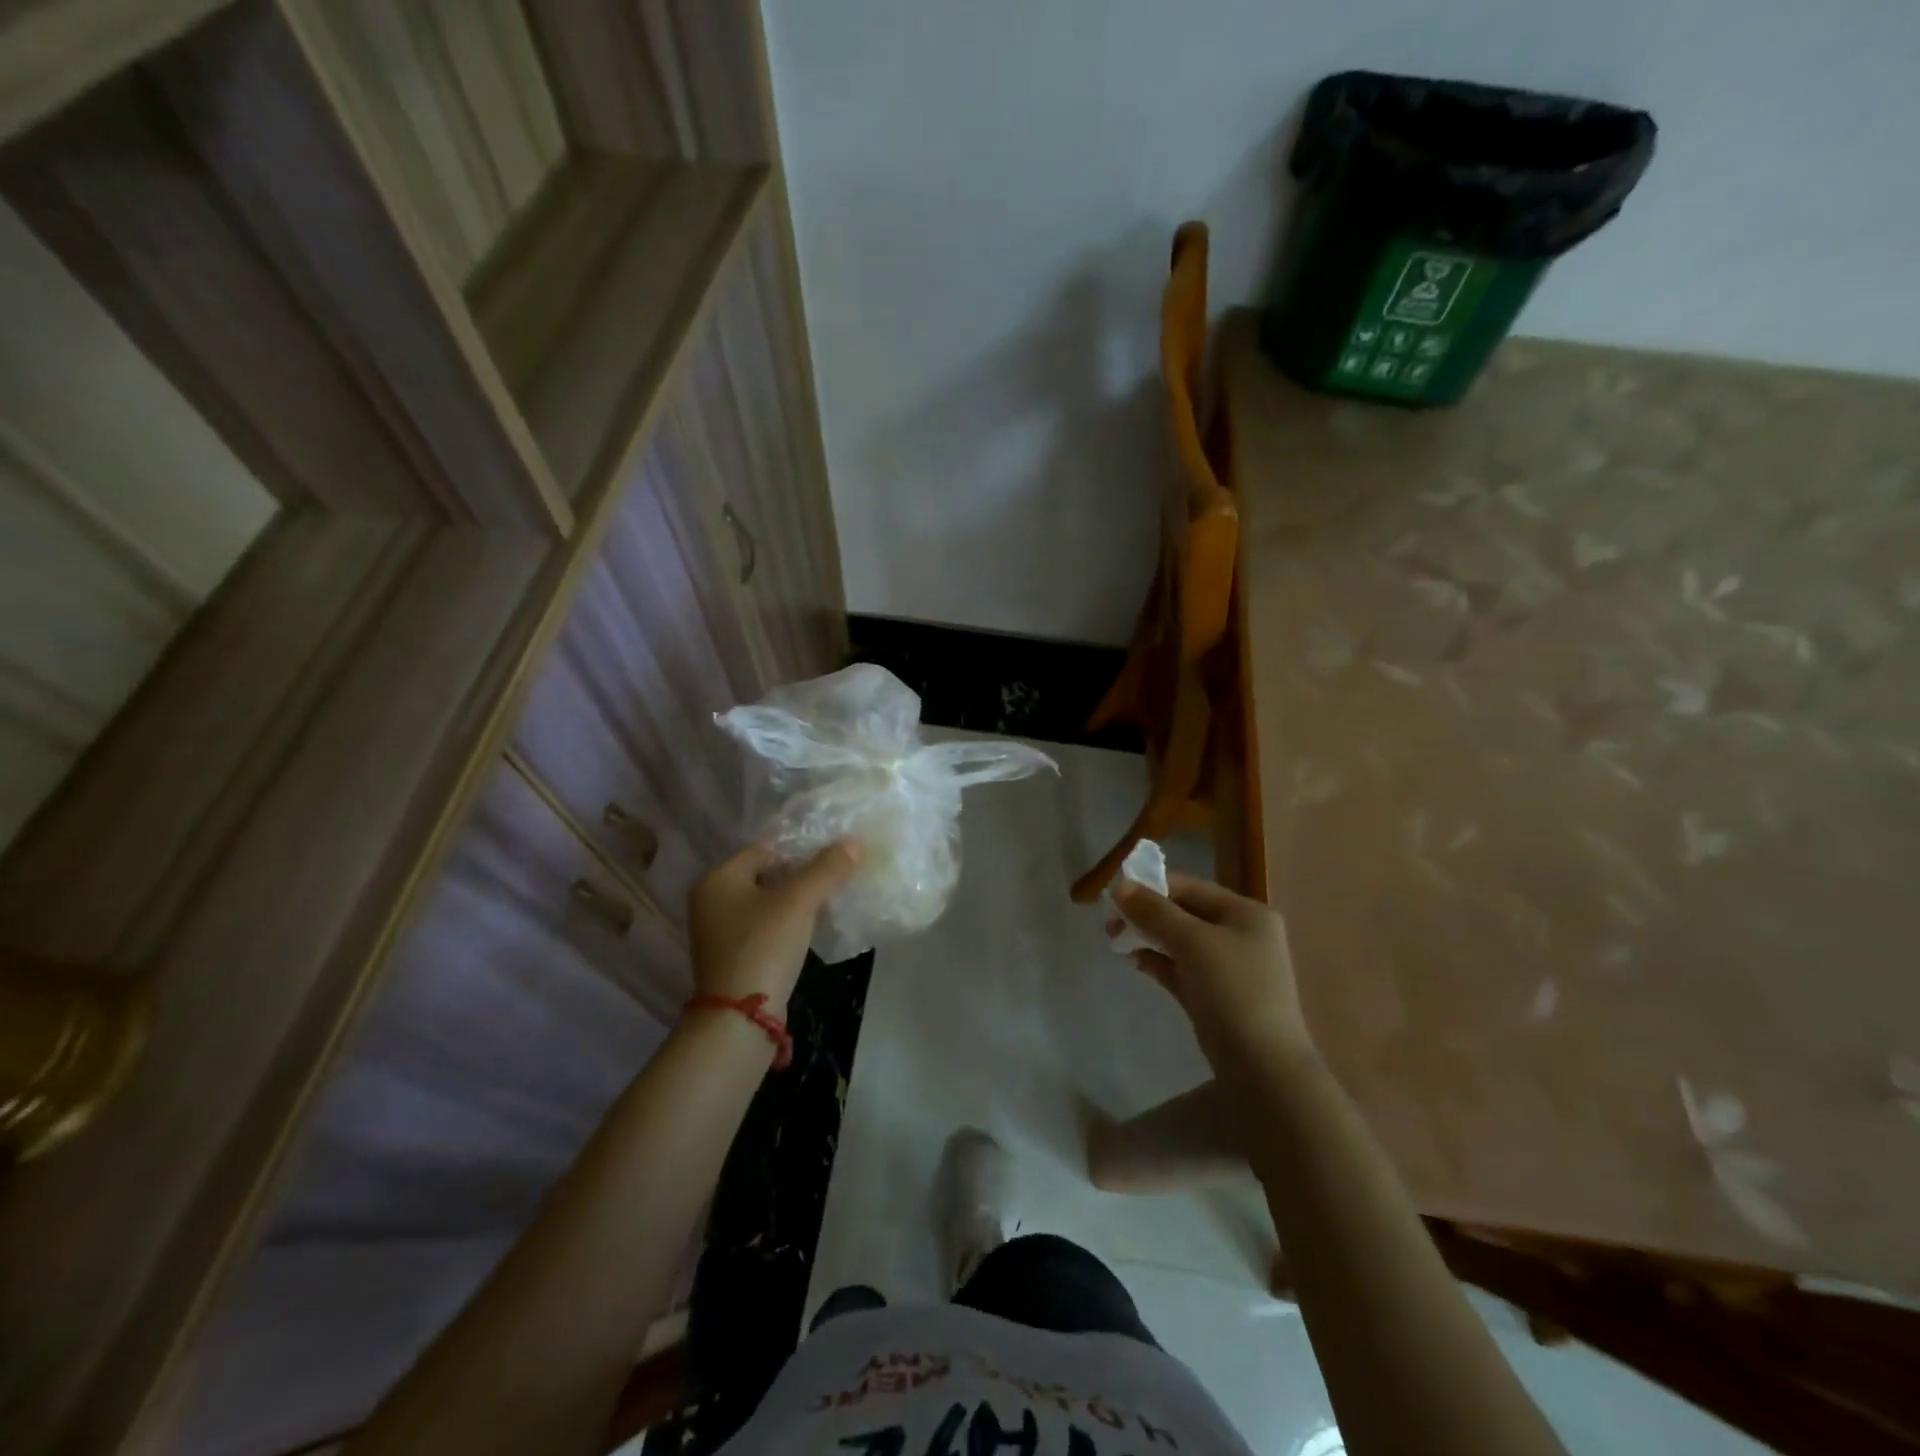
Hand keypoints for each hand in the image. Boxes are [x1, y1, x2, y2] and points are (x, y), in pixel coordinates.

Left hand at [688, 839, 860, 1012]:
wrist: (740, 1019)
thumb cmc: (763, 947)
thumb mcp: (799, 902)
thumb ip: (826, 869)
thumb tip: (854, 841)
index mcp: (718, 879)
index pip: (765, 847)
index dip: (801, 846)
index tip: (833, 849)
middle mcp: (711, 900)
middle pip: (766, 873)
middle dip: (802, 872)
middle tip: (837, 870)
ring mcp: (720, 931)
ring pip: (768, 900)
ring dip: (797, 897)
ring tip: (832, 893)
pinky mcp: (734, 955)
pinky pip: (766, 925)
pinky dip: (788, 920)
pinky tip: (814, 923)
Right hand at [1109, 872, 1313, 1071]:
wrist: (1262, 1067)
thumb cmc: (1232, 990)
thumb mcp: (1192, 941)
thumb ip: (1154, 911)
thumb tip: (1119, 887)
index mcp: (1246, 913)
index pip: (1191, 887)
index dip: (1152, 887)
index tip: (1114, 896)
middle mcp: (1240, 934)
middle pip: (1184, 913)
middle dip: (1146, 915)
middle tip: (1109, 923)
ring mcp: (1228, 967)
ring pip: (1179, 942)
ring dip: (1147, 937)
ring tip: (1115, 942)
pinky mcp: (1215, 995)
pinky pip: (1180, 968)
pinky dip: (1157, 961)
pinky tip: (1132, 961)